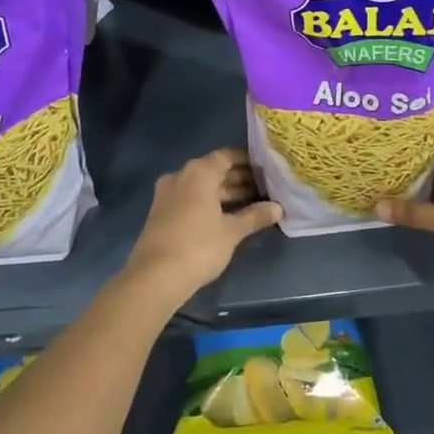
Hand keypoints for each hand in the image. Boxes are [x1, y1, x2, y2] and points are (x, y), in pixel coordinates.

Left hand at [124, 148, 280, 303]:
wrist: (155, 277)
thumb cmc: (198, 247)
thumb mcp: (232, 232)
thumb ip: (255, 216)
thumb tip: (278, 208)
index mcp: (198, 172)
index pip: (227, 156)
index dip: (248, 161)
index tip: (266, 169)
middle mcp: (181, 176)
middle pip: (214, 171)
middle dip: (239, 179)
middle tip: (264, 189)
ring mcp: (167, 194)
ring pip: (202, 186)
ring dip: (225, 193)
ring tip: (251, 203)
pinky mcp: (161, 212)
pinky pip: (191, 198)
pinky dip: (209, 203)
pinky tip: (227, 216)